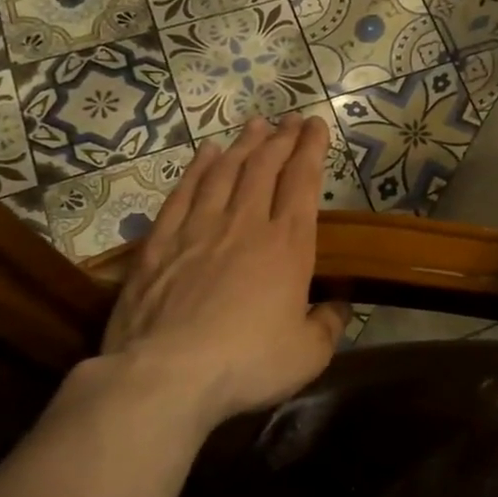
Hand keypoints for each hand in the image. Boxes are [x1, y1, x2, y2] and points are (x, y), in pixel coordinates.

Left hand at [97, 114, 348, 431]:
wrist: (166, 377)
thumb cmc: (248, 363)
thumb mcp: (308, 354)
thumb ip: (328, 324)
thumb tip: (337, 306)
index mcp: (287, 244)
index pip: (303, 181)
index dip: (311, 149)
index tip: (316, 125)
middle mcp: (245, 224)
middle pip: (265, 167)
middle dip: (281, 138)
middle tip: (290, 119)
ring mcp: (199, 229)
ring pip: (225, 172)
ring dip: (243, 145)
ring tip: (255, 125)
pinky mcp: (160, 244)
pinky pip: (183, 193)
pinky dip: (197, 169)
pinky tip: (205, 154)